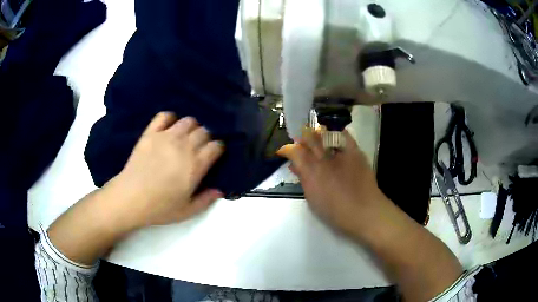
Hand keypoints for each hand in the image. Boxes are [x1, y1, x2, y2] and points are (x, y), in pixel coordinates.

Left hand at [106, 112, 223, 230]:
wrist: (131, 198)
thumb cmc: (160, 207)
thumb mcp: (188, 211)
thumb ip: (206, 200)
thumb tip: (220, 190)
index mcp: (196, 165)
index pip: (216, 146)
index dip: (218, 149)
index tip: (215, 155)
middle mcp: (184, 146)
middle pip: (204, 131)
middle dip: (206, 138)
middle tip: (200, 148)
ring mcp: (166, 136)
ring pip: (188, 121)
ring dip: (191, 127)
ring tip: (186, 138)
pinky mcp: (151, 133)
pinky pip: (164, 116)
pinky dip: (170, 118)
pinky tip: (169, 128)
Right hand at [277, 128, 389, 235]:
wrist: (365, 211)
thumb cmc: (335, 211)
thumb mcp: (312, 197)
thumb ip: (303, 178)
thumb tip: (295, 165)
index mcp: (310, 172)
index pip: (293, 151)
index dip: (287, 149)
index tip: (284, 152)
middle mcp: (323, 158)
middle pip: (308, 138)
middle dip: (302, 139)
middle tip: (300, 144)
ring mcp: (340, 152)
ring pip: (323, 134)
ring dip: (316, 135)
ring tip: (315, 140)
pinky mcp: (355, 151)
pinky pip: (343, 135)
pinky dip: (336, 134)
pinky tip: (333, 137)